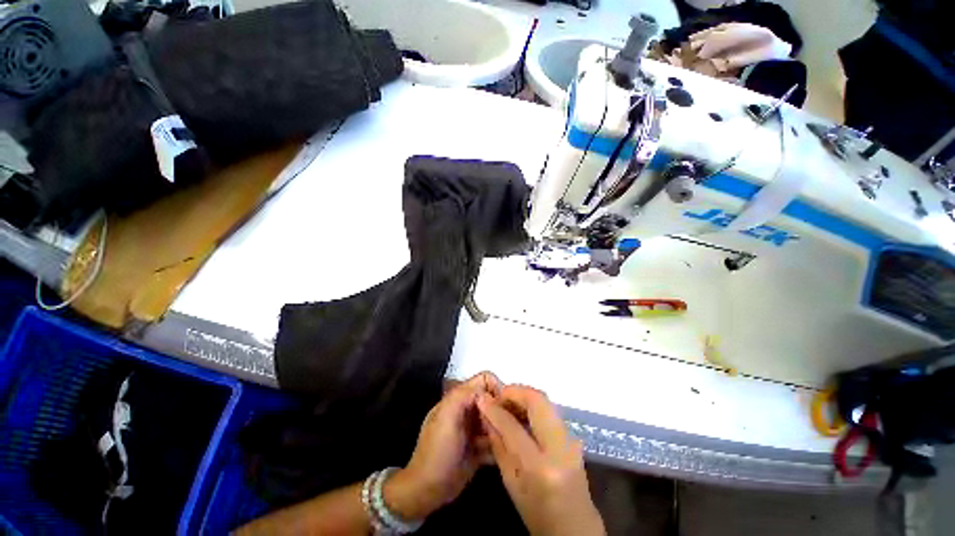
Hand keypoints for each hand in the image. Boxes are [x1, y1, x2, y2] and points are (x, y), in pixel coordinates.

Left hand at [384, 372, 502, 520]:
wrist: (428, 490)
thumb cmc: (437, 450)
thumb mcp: (447, 417)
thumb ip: (464, 396)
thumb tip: (489, 393)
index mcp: (459, 398)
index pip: (484, 380)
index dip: (497, 388)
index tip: (505, 407)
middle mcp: (468, 410)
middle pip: (493, 400)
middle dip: (503, 410)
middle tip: (510, 429)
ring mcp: (473, 429)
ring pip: (496, 420)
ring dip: (503, 429)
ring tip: (509, 443)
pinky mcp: (479, 448)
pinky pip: (495, 440)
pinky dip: (501, 445)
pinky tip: (505, 455)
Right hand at [477, 386, 604, 535]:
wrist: (575, 527)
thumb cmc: (538, 514)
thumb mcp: (511, 484)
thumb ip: (499, 446)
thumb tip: (487, 415)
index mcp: (541, 467)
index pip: (513, 427)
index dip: (495, 409)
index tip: (482, 399)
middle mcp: (560, 448)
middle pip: (537, 400)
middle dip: (514, 392)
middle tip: (498, 397)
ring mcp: (571, 440)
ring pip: (545, 401)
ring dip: (524, 397)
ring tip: (507, 404)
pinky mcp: (573, 437)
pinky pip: (550, 410)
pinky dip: (533, 405)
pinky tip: (521, 413)